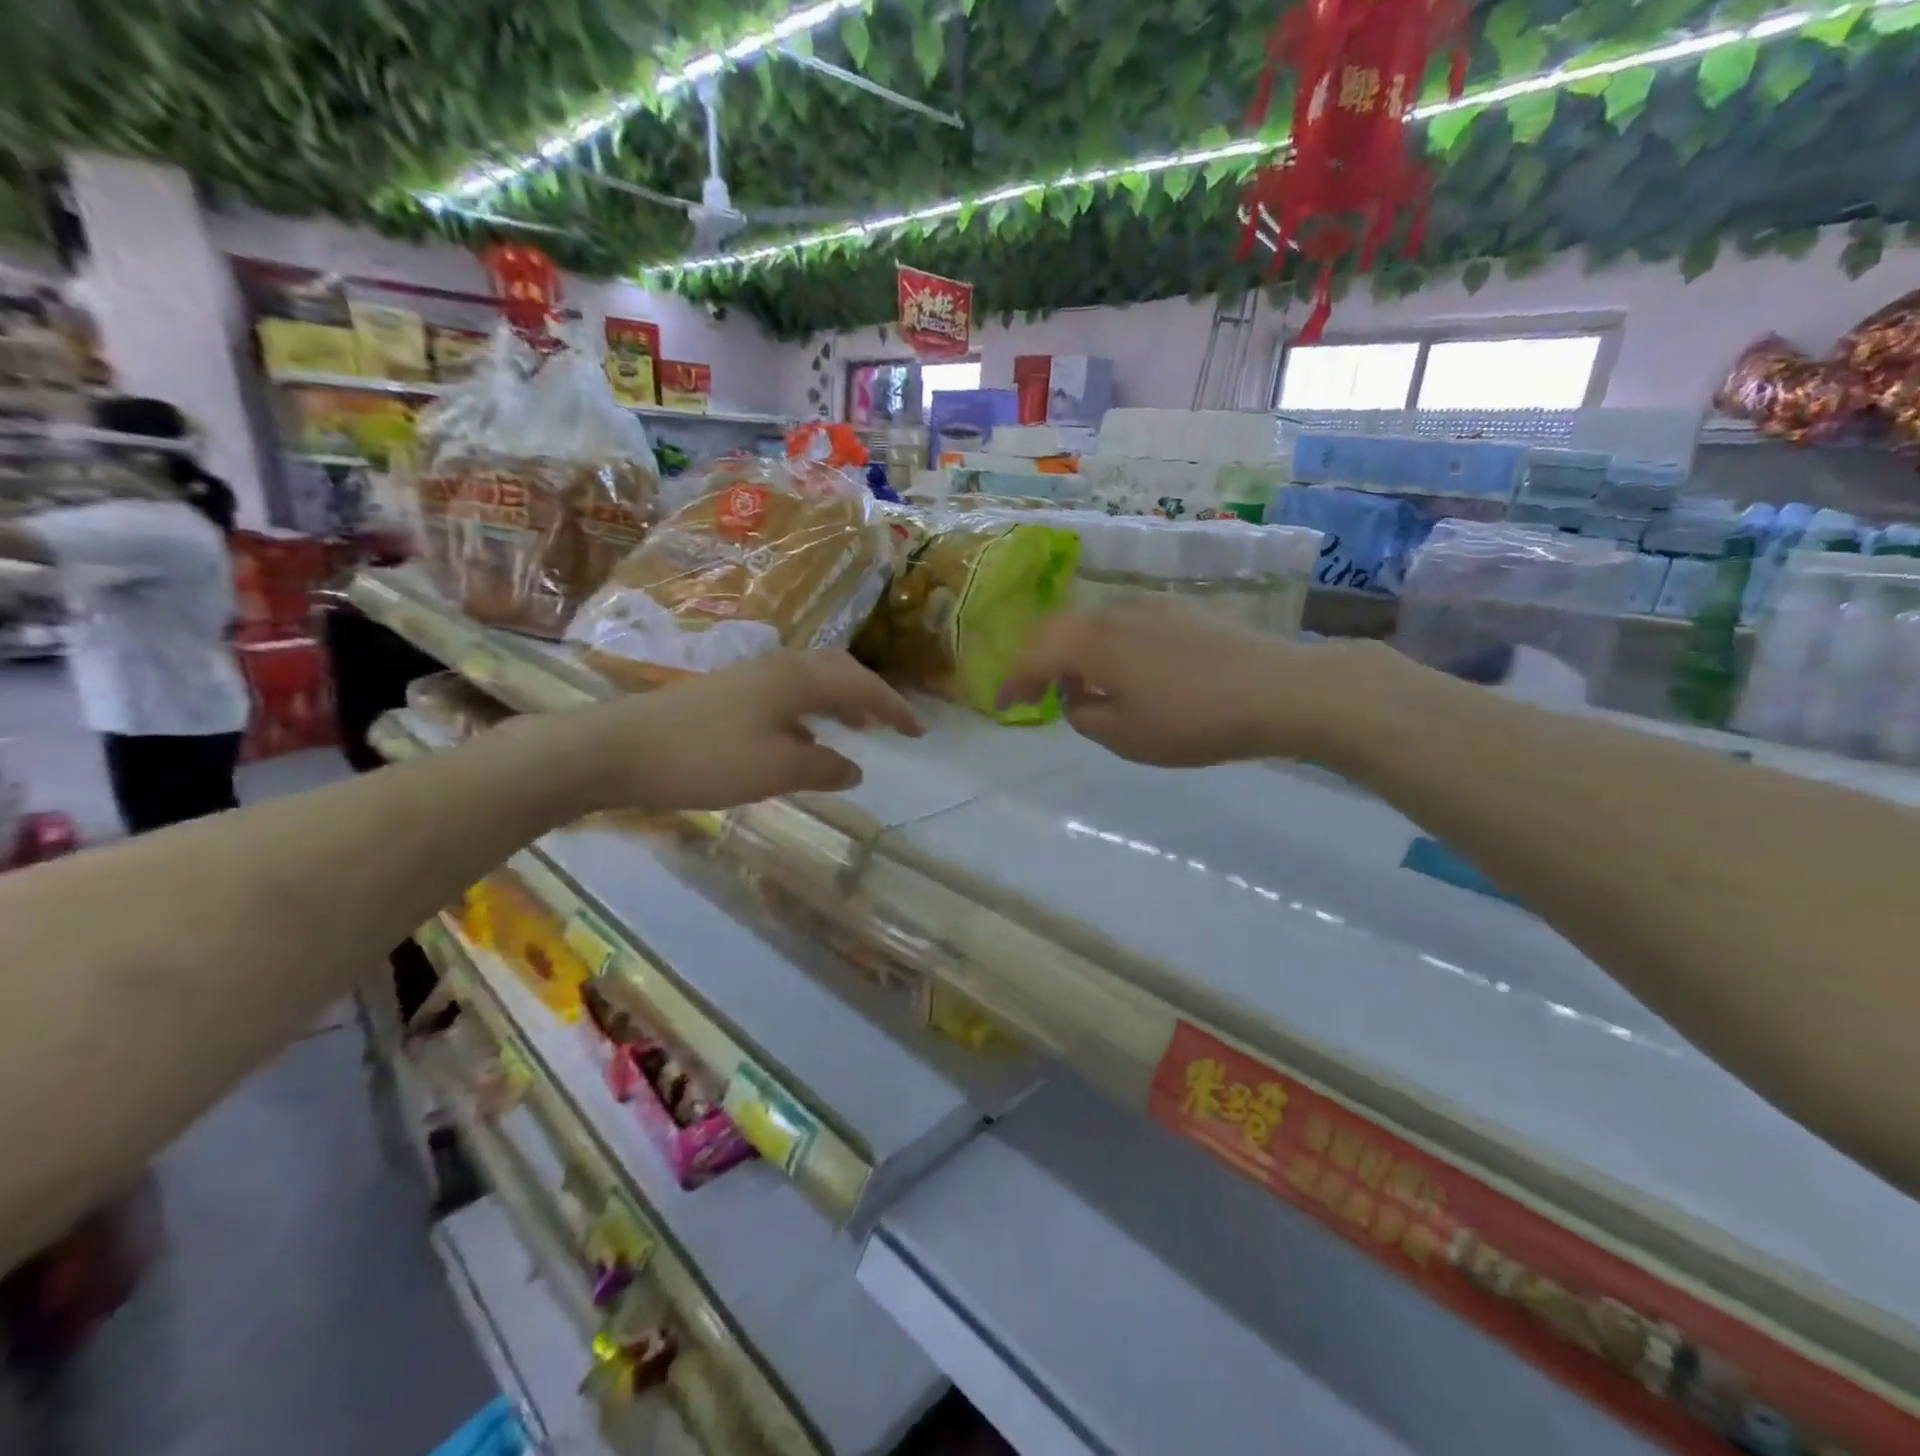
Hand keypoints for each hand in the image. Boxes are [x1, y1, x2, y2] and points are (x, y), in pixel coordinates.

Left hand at [566, 651, 922, 812]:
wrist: (619, 749)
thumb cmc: (706, 758)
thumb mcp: (775, 769)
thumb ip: (823, 767)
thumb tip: (855, 768)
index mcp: (797, 679)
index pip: (861, 684)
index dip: (893, 707)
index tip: (919, 730)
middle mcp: (777, 667)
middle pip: (837, 671)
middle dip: (869, 695)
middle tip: (890, 723)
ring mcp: (749, 677)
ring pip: (811, 681)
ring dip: (840, 700)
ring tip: (857, 726)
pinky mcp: (727, 693)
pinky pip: (788, 694)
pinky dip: (811, 711)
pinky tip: (804, 737)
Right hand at [998, 596, 1348, 767]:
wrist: (1279, 690)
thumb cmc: (1192, 719)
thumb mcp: (1125, 737)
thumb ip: (1084, 717)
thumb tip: (1076, 699)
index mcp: (1091, 642)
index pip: (1034, 655)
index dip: (1013, 680)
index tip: (1003, 703)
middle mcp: (1113, 613)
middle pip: (1059, 629)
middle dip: (1039, 661)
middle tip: (1035, 692)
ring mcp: (1150, 607)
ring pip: (1093, 624)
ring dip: (1076, 653)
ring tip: (1084, 688)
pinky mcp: (1180, 611)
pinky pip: (1124, 625)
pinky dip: (1108, 647)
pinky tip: (1127, 673)